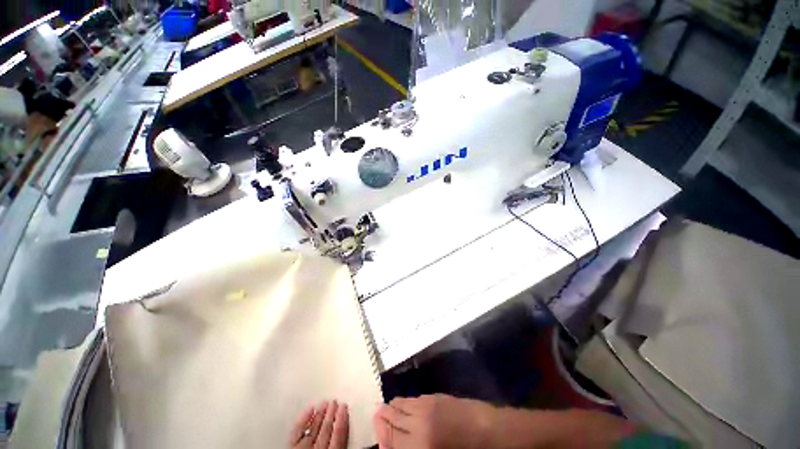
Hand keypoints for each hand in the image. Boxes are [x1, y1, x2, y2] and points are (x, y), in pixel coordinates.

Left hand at [290, 400, 348, 448]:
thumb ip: (341, 442)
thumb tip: (348, 427)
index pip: (338, 436)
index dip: (342, 420)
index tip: (344, 406)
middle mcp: (317, 448)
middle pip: (326, 429)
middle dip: (331, 414)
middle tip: (335, 401)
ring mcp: (304, 448)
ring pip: (314, 428)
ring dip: (321, 414)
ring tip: (325, 402)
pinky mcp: (292, 447)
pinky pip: (297, 432)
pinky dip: (304, 419)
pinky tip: (309, 409)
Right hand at [373, 394, 497, 448]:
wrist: (488, 431)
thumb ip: (409, 448)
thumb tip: (391, 443)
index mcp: (418, 445)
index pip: (388, 436)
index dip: (379, 432)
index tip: (377, 430)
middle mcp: (418, 422)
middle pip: (391, 416)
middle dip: (383, 416)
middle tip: (378, 415)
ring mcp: (427, 405)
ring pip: (401, 403)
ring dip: (393, 407)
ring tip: (390, 410)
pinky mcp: (435, 396)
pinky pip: (413, 398)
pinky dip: (406, 402)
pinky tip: (407, 406)